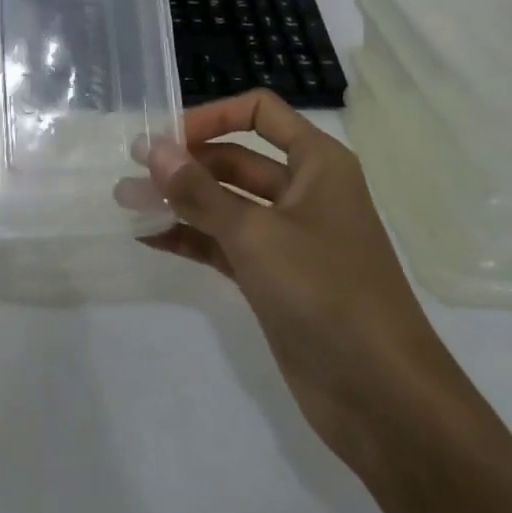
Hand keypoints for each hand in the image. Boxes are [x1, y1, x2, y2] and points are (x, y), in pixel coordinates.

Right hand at [141, 89, 455, 475]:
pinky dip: (191, 238)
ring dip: (180, 201)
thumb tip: (153, 148)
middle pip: (236, 158)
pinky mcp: (274, 279)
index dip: (212, 115)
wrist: (385, 400)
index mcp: (317, 162)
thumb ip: (199, 191)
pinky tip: (149, 237)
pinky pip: (225, 244)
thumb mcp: (256, 234)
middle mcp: (303, 191)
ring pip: (226, 203)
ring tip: (126, 201)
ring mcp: (288, 238)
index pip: (259, 112)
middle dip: (185, 163)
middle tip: (132, 171)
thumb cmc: (327, 292)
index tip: (166, 136)